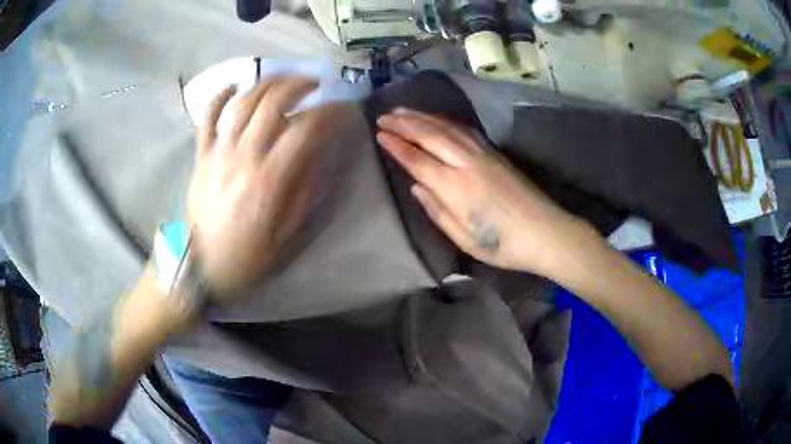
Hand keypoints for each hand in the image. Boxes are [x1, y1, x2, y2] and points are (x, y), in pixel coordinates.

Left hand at [188, 77, 335, 297]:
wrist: (205, 267)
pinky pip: (207, 118)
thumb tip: (319, 150)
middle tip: (317, 82)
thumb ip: (306, 187)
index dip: (329, 112)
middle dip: (300, 85)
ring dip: (267, 83)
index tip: (344, 107)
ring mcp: (219, 152)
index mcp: (269, 178)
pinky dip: (219, 96)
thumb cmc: (250, 254)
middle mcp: (243, 156)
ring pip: (242, 103)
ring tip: (285, 78)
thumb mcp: (289, 231)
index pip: (305, 129)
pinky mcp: (201, 156)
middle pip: (272, 103)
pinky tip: (234, 85)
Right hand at [376, 108, 596, 278]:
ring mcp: (484, 153)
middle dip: (404, 123)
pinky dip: (445, 121)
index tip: (379, 135)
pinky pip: (463, 129)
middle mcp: (467, 163)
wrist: (546, 232)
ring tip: (402, 111)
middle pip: (430, 135)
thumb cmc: (504, 244)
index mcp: (456, 187)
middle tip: (383, 117)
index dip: (397, 146)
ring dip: (422, 117)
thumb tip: (417, 186)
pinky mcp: (495, 152)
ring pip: (447, 127)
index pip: (418, 160)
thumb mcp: (465, 238)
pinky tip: (436, 119)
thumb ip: (438, 210)